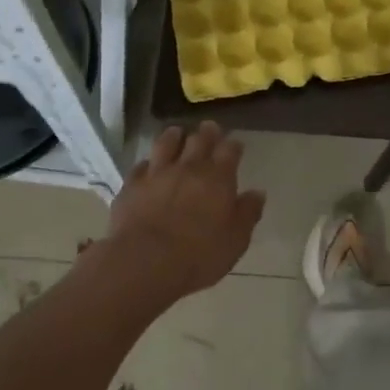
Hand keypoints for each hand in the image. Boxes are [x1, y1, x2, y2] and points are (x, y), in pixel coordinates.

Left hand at [100, 123, 264, 298]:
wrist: (146, 261)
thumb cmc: (199, 255)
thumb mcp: (235, 240)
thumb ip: (247, 213)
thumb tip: (257, 193)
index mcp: (218, 178)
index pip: (229, 151)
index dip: (233, 146)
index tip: (235, 145)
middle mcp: (188, 168)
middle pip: (199, 140)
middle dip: (207, 133)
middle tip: (209, 128)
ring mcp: (157, 173)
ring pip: (166, 143)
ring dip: (174, 136)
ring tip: (177, 133)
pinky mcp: (132, 184)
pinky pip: (141, 165)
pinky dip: (148, 163)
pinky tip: (148, 165)